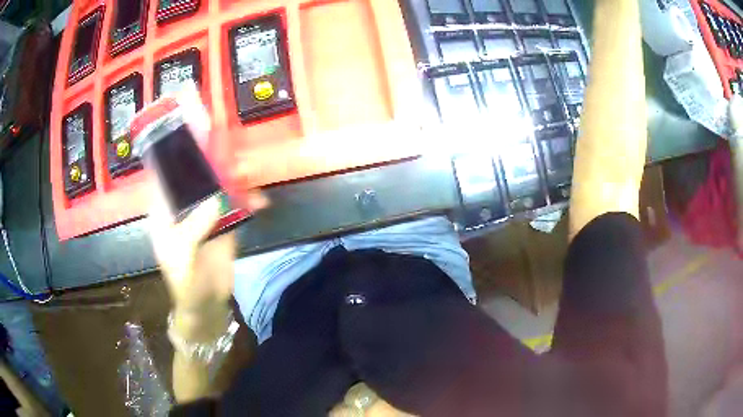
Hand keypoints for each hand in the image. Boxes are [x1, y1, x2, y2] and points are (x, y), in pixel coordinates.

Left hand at [147, 85, 268, 310]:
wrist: (207, 305)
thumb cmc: (184, 282)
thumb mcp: (183, 256)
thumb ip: (193, 228)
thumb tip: (214, 199)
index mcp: (165, 212)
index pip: (164, 178)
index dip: (172, 156)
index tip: (186, 136)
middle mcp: (184, 208)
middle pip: (194, 178)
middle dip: (209, 163)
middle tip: (226, 147)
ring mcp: (205, 216)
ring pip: (217, 189)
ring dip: (233, 181)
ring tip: (249, 174)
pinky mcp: (224, 225)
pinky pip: (236, 207)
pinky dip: (249, 203)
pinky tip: (261, 203)